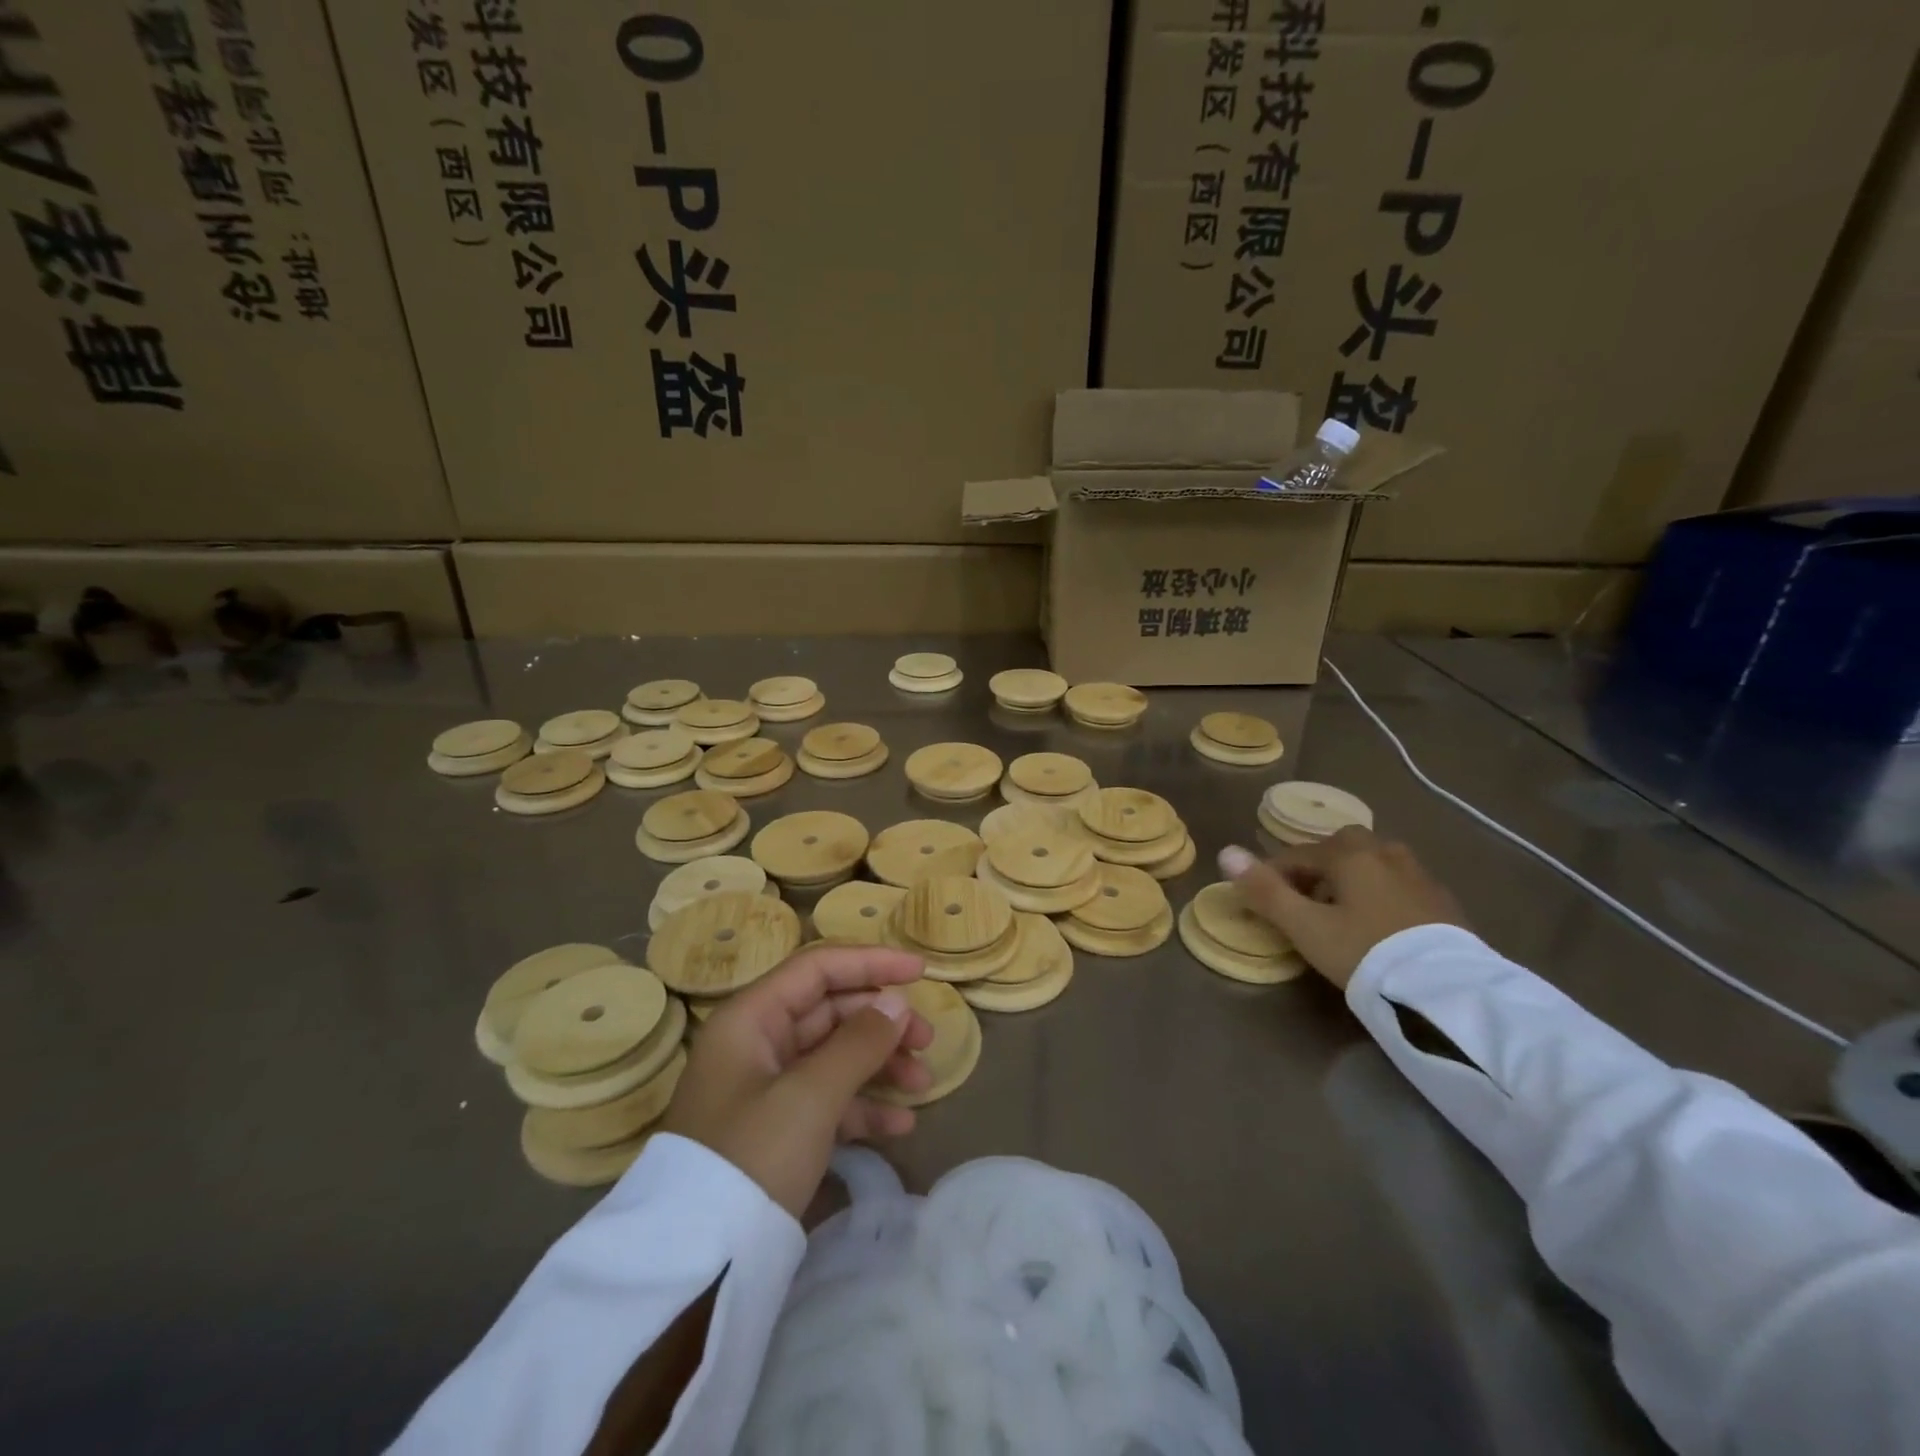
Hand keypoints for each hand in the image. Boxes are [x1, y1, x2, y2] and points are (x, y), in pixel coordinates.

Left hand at [660, 943, 933, 1219]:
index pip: (818, 968)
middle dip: (881, 1021)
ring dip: (880, 1064)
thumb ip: (858, 1042)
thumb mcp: (810, 1095)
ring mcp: (765, 1088)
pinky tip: (901, 1125)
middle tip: (927, 1039)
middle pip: (830, 1011)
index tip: (919, 973)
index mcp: (751, 1018)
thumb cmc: (752, 1156)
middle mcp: (756, 1043)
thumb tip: (895, 1002)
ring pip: (833, 1056)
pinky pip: (827, 1100)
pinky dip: (863, 1106)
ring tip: (923, 1083)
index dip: (870, 963)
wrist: (696, 1264)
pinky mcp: (776, 1130)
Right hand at [1218, 828, 1465, 989]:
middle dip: (1315, 870)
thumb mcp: (1305, 927)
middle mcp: (1385, 852)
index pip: (1296, 855)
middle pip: (1338, 850)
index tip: (1260, 903)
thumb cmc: (1365, 952)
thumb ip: (1264, 890)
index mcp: (1348, 853)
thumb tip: (1225, 851)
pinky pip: (1397, 885)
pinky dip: (1378, 895)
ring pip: (1370, 865)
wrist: (1448, 991)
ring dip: (1349, 881)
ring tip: (1339, 916)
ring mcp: (1418, 874)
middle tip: (1304, 905)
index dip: (1271, 876)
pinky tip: (1377, 927)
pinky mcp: (1442, 901)